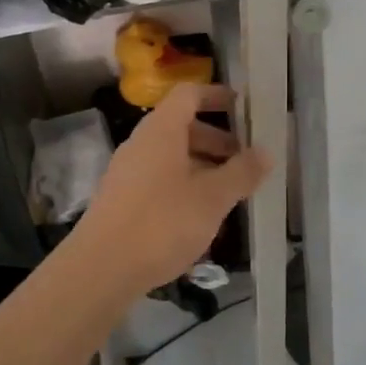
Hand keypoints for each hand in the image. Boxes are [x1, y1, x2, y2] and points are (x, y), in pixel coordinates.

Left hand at [70, 83, 271, 300]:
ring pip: (172, 156)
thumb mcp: (212, 198)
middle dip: (217, 139)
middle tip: (245, 160)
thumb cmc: (162, 223)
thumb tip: (265, 152)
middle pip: (183, 126)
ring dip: (203, 166)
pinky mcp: (123, 200)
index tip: (245, 108)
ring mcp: (129, 172)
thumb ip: (241, 172)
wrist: (100, 270)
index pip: (189, 94)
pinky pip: (160, 179)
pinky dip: (185, 186)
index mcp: (162, 131)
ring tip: (230, 192)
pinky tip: (202, 217)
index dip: (217, 95)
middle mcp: (142, 143)